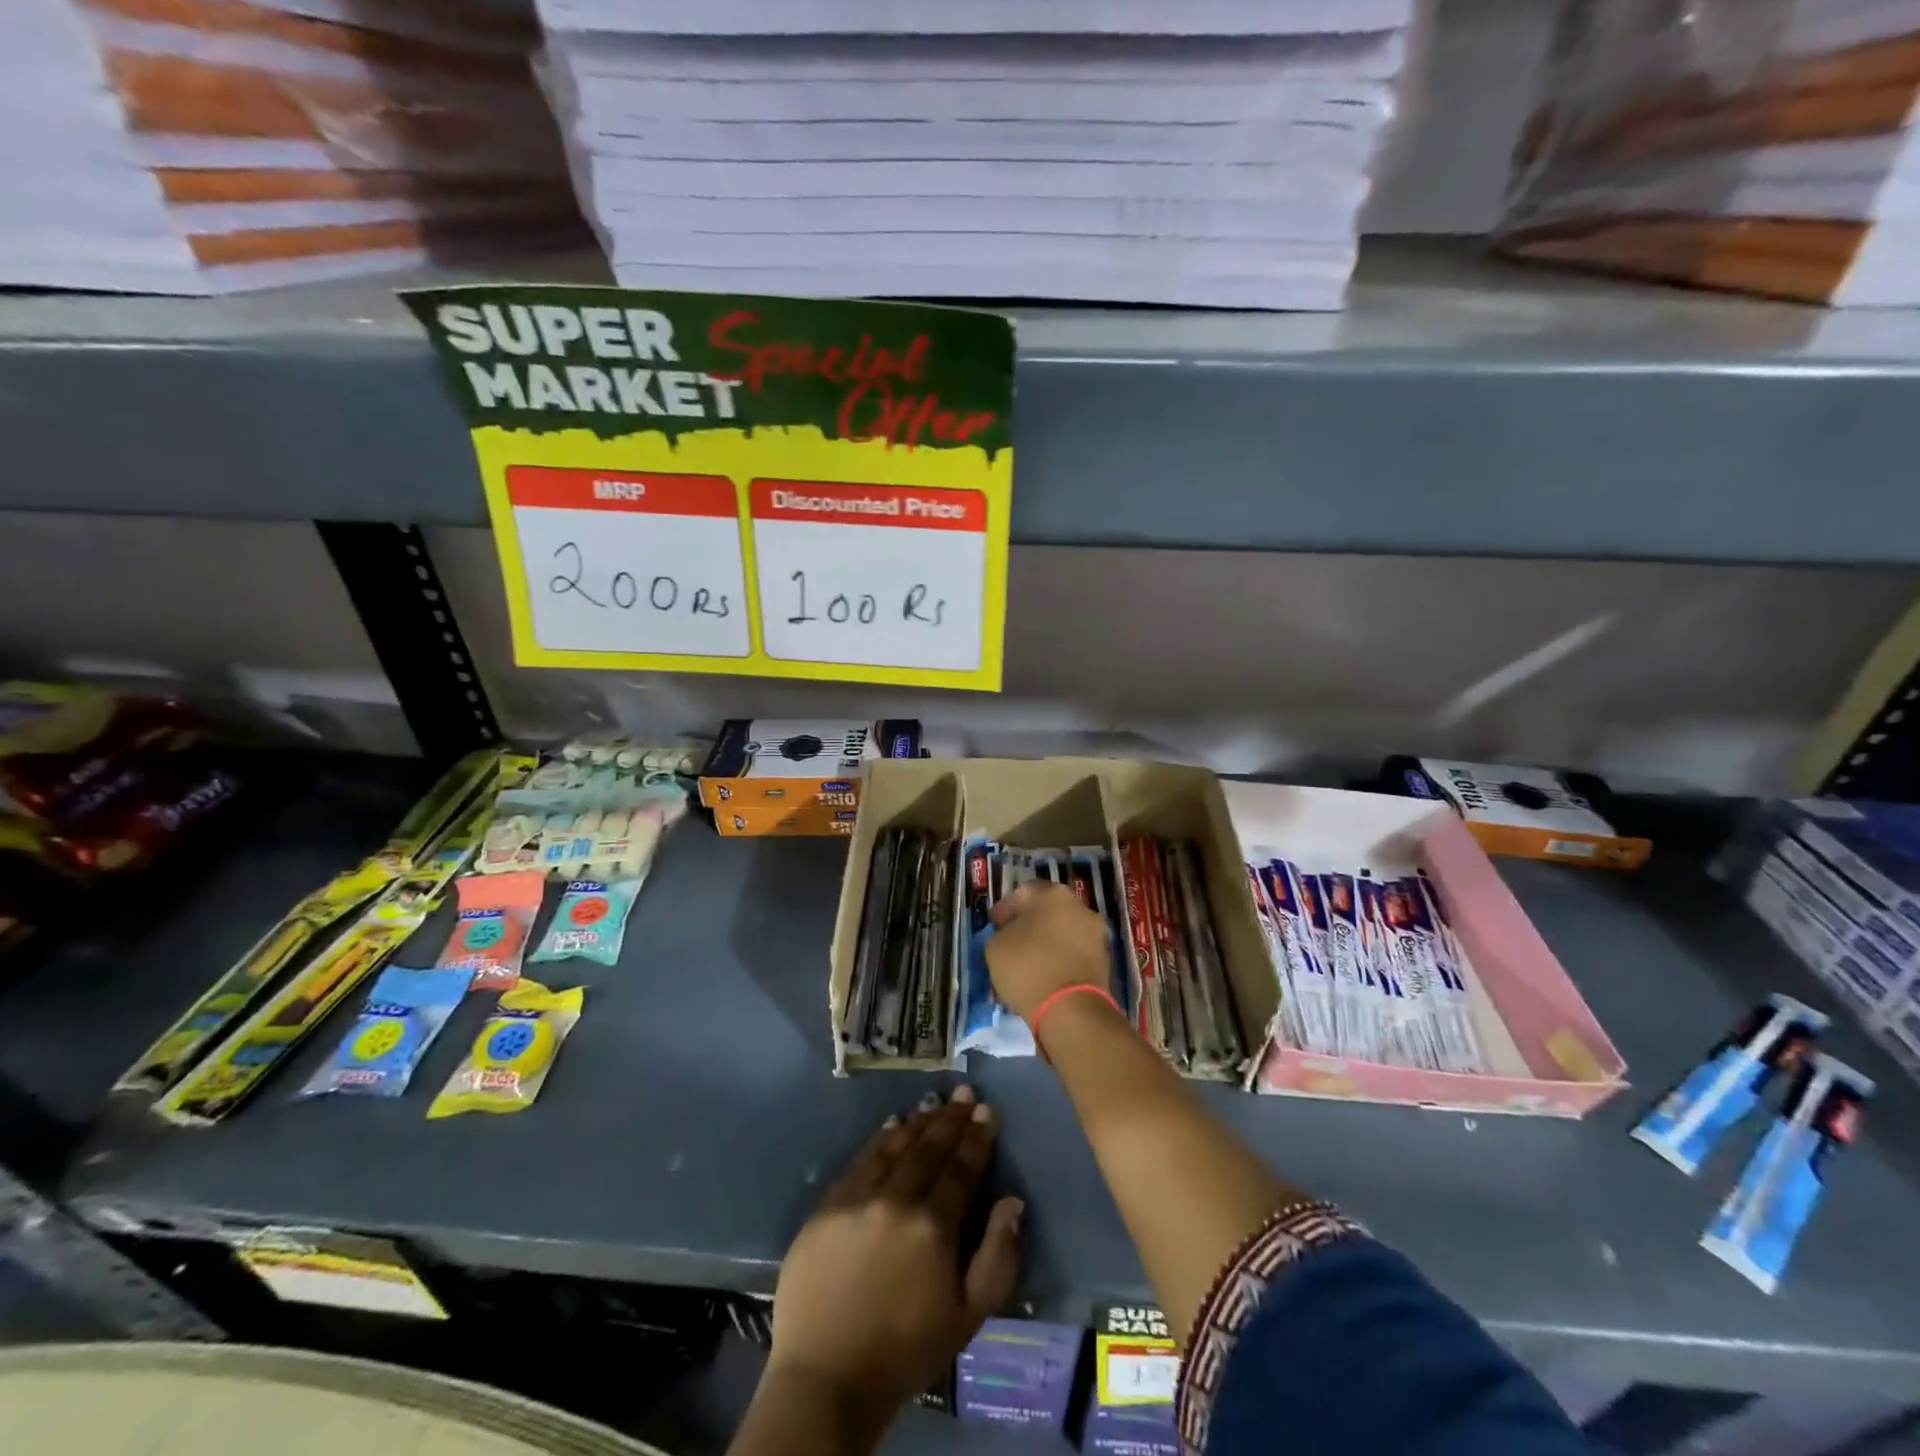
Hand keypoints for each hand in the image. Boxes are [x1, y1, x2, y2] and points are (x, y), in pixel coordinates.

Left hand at [767, 1087, 1022, 1435]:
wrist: (826, 1376)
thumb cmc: (906, 1350)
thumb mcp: (968, 1316)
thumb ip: (997, 1257)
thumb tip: (1011, 1202)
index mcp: (934, 1227)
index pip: (961, 1169)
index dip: (977, 1138)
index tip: (988, 1112)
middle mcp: (897, 1201)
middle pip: (929, 1149)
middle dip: (951, 1119)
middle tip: (965, 1093)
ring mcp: (858, 1199)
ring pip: (895, 1147)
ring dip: (918, 1123)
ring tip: (933, 1103)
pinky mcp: (827, 1205)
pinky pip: (860, 1161)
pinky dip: (880, 1140)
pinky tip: (892, 1126)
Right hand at [987, 880, 1112, 1022]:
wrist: (1071, 1009)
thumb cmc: (1028, 967)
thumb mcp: (996, 946)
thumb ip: (1003, 933)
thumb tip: (1012, 935)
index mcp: (1053, 894)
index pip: (1023, 892)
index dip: (1006, 908)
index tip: (994, 924)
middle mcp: (1079, 906)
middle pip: (1048, 910)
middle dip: (1030, 923)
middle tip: (1012, 939)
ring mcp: (1096, 933)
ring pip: (1064, 931)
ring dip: (1048, 941)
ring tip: (1029, 961)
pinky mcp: (1104, 960)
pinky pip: (1075, 952)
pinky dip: (1061, 958)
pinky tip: (1046, 974)